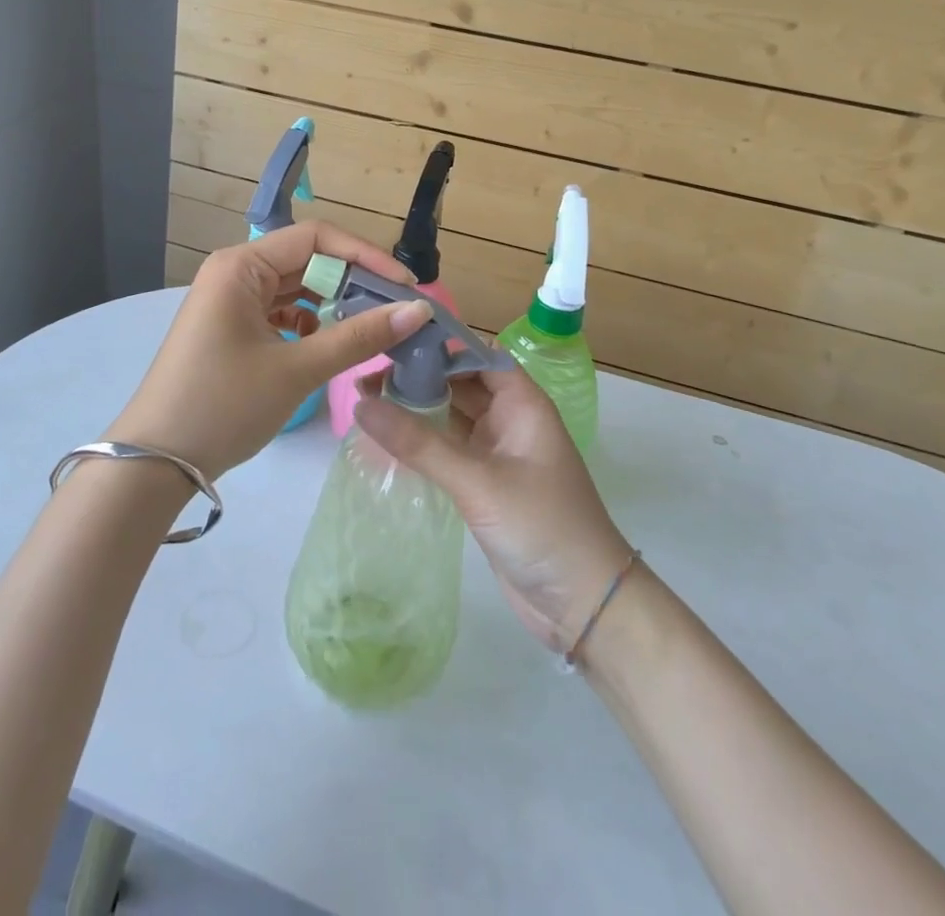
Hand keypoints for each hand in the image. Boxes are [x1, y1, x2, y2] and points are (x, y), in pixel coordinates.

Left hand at [116, 222, 432, 477]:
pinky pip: (280, 313)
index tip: (405, 287)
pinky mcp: (230, 329)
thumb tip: (418, 311)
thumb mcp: (296, 370)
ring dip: (333, 305)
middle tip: (396, 311)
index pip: (316, 238)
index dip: (365, 256)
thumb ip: (359, 337)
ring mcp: (229, 302)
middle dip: (352, 283)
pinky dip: (309, 325)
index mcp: (241, 266)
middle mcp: (233, 273)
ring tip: (371, 329)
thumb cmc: (223, 406)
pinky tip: (328, 345)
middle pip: (306, 261)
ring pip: (295, 289)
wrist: (154, 464)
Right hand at [355, 367, 632, 653]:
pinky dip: (422, 440)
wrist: (583, 605)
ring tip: (365, 398)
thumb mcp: (478, 482)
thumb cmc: (541, 527)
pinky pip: (449, 448)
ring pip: (452, 416)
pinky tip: (388, 437)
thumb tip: (361, 404)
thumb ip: (420, 443)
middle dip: (418, 375)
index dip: (438, 344)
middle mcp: (510, 419)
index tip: (390, 339)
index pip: (476, 355)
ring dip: (417, 407)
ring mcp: (498, 452)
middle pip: (460, 383)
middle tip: (364, 372)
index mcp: (523, 403)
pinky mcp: (485, 483)